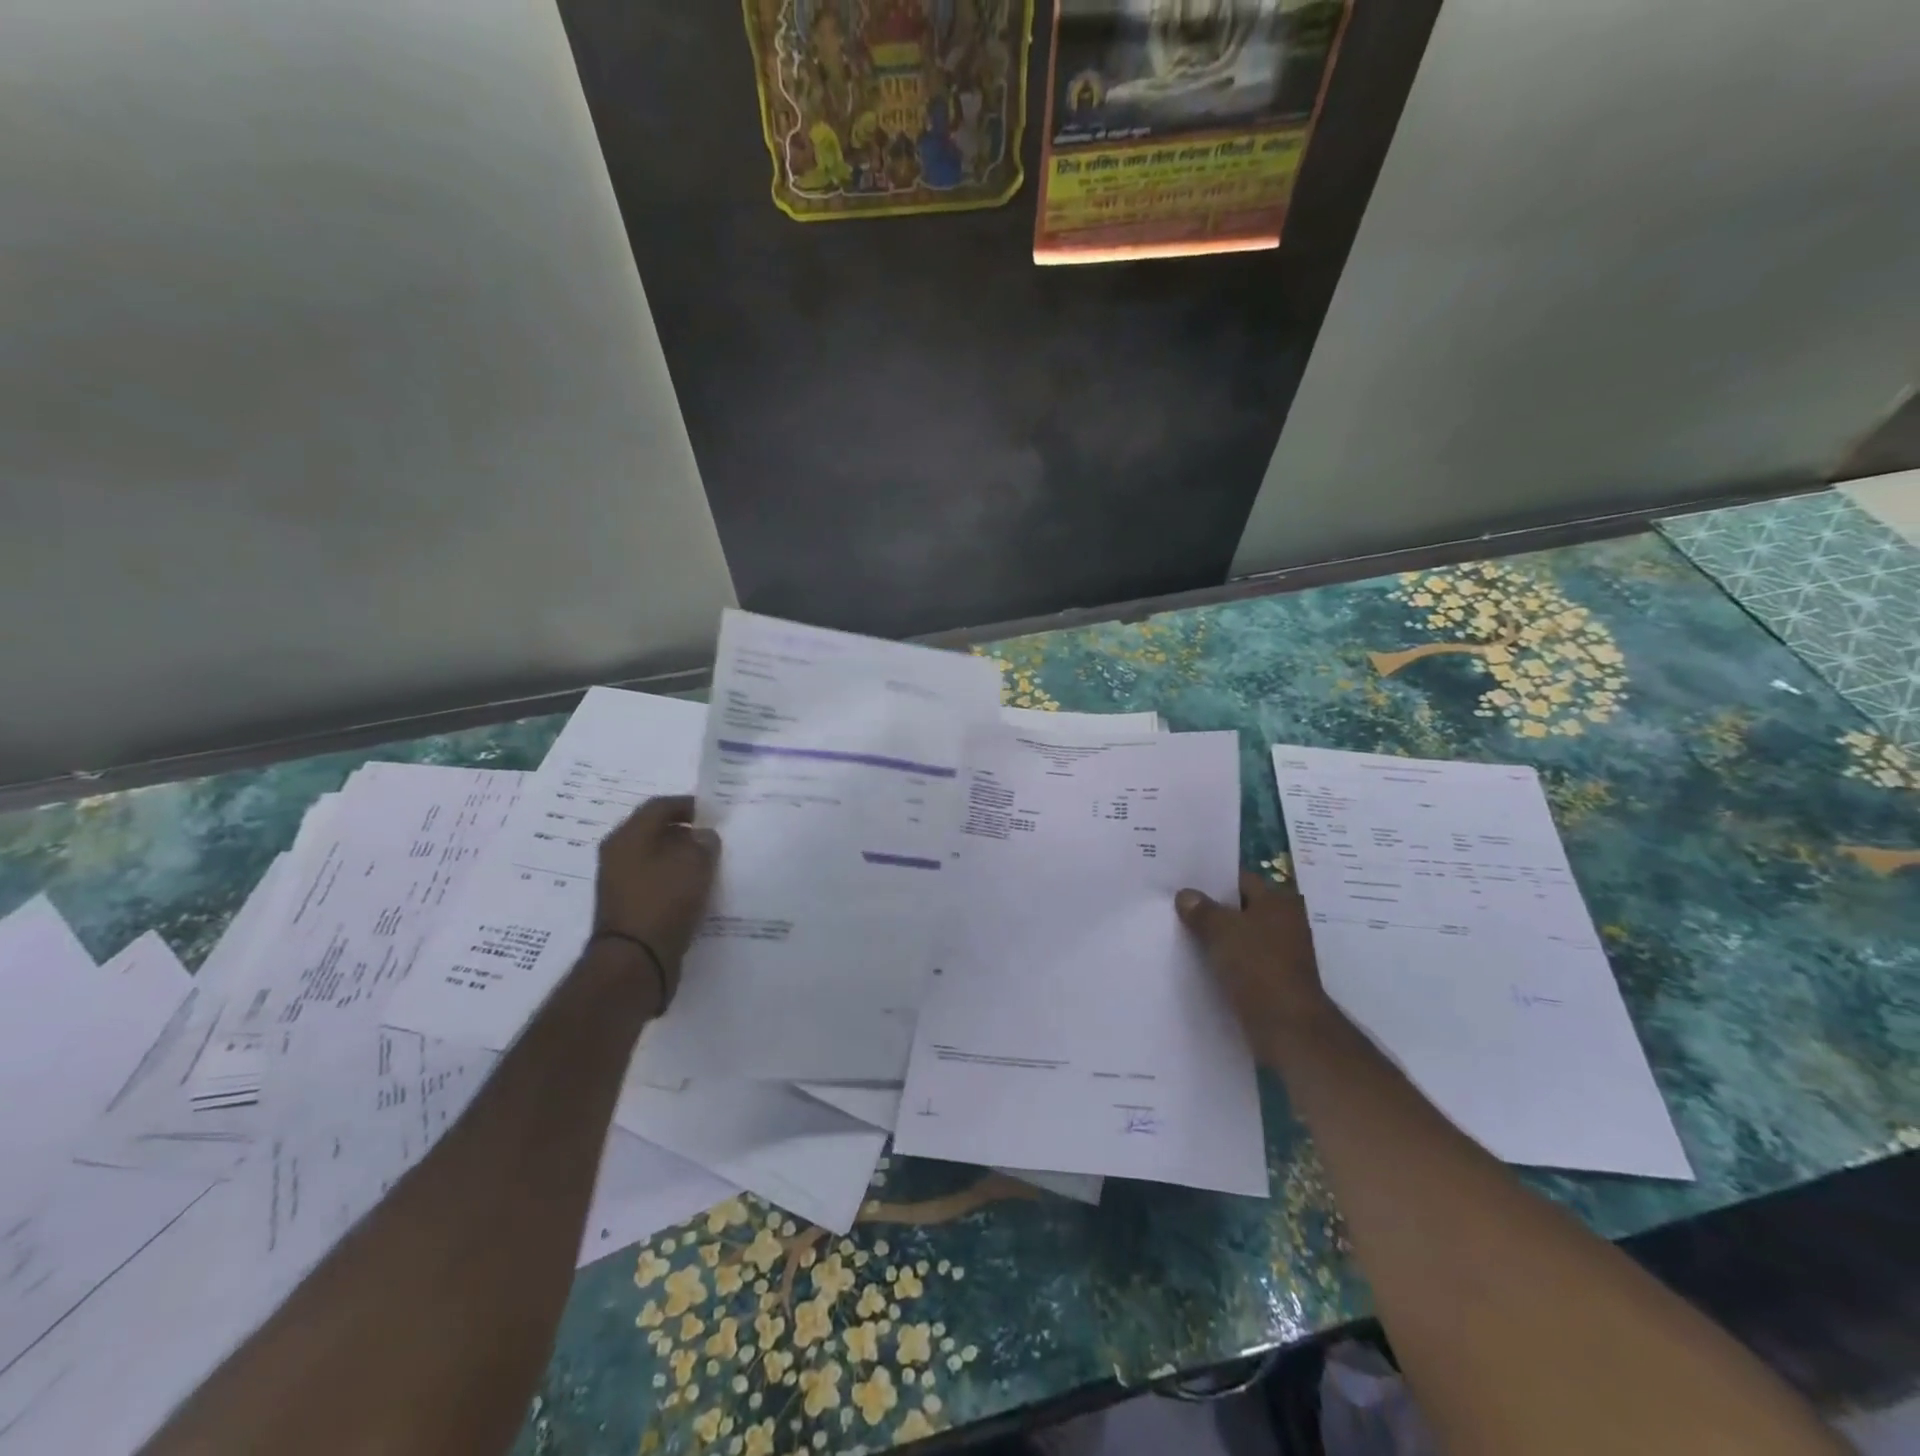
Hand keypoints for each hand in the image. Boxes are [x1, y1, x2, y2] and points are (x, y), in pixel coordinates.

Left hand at [593, 796, 719, 996]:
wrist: (635, 961)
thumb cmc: (664, 901)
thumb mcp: (695, 863)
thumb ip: (704, 842)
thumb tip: (703, 836)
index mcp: (627, 836)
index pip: (659, 806)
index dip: (688, 804)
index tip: (713, 812)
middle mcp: (617, 855)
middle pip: (654, 832)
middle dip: (685, 832)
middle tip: (713, 838)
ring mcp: (619, 884)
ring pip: (654, 858)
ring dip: (680, 858)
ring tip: (708, 865)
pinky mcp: (627, 908)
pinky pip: (654, 883)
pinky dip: (674, 881)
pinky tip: (695, 891)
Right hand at [1176, 872, 1331, 1060]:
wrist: (1287, 1026)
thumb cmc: (1257, 966)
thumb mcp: (1221, 930)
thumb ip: (1201, 909)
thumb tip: (1186, 895)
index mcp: (1278, 900)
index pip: (1240, 879)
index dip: (1212, 879)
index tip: (1183, 881)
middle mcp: (1285, 921)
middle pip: (1240, 907)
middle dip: (1211, 908)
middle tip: (1175, 905)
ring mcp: (1281, 952)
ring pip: (1240, 936)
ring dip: (1216, 936)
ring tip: (1180, 932)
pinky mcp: (1274, 979)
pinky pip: (1243, 961)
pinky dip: (1224, 960)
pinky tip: (1198, 962)